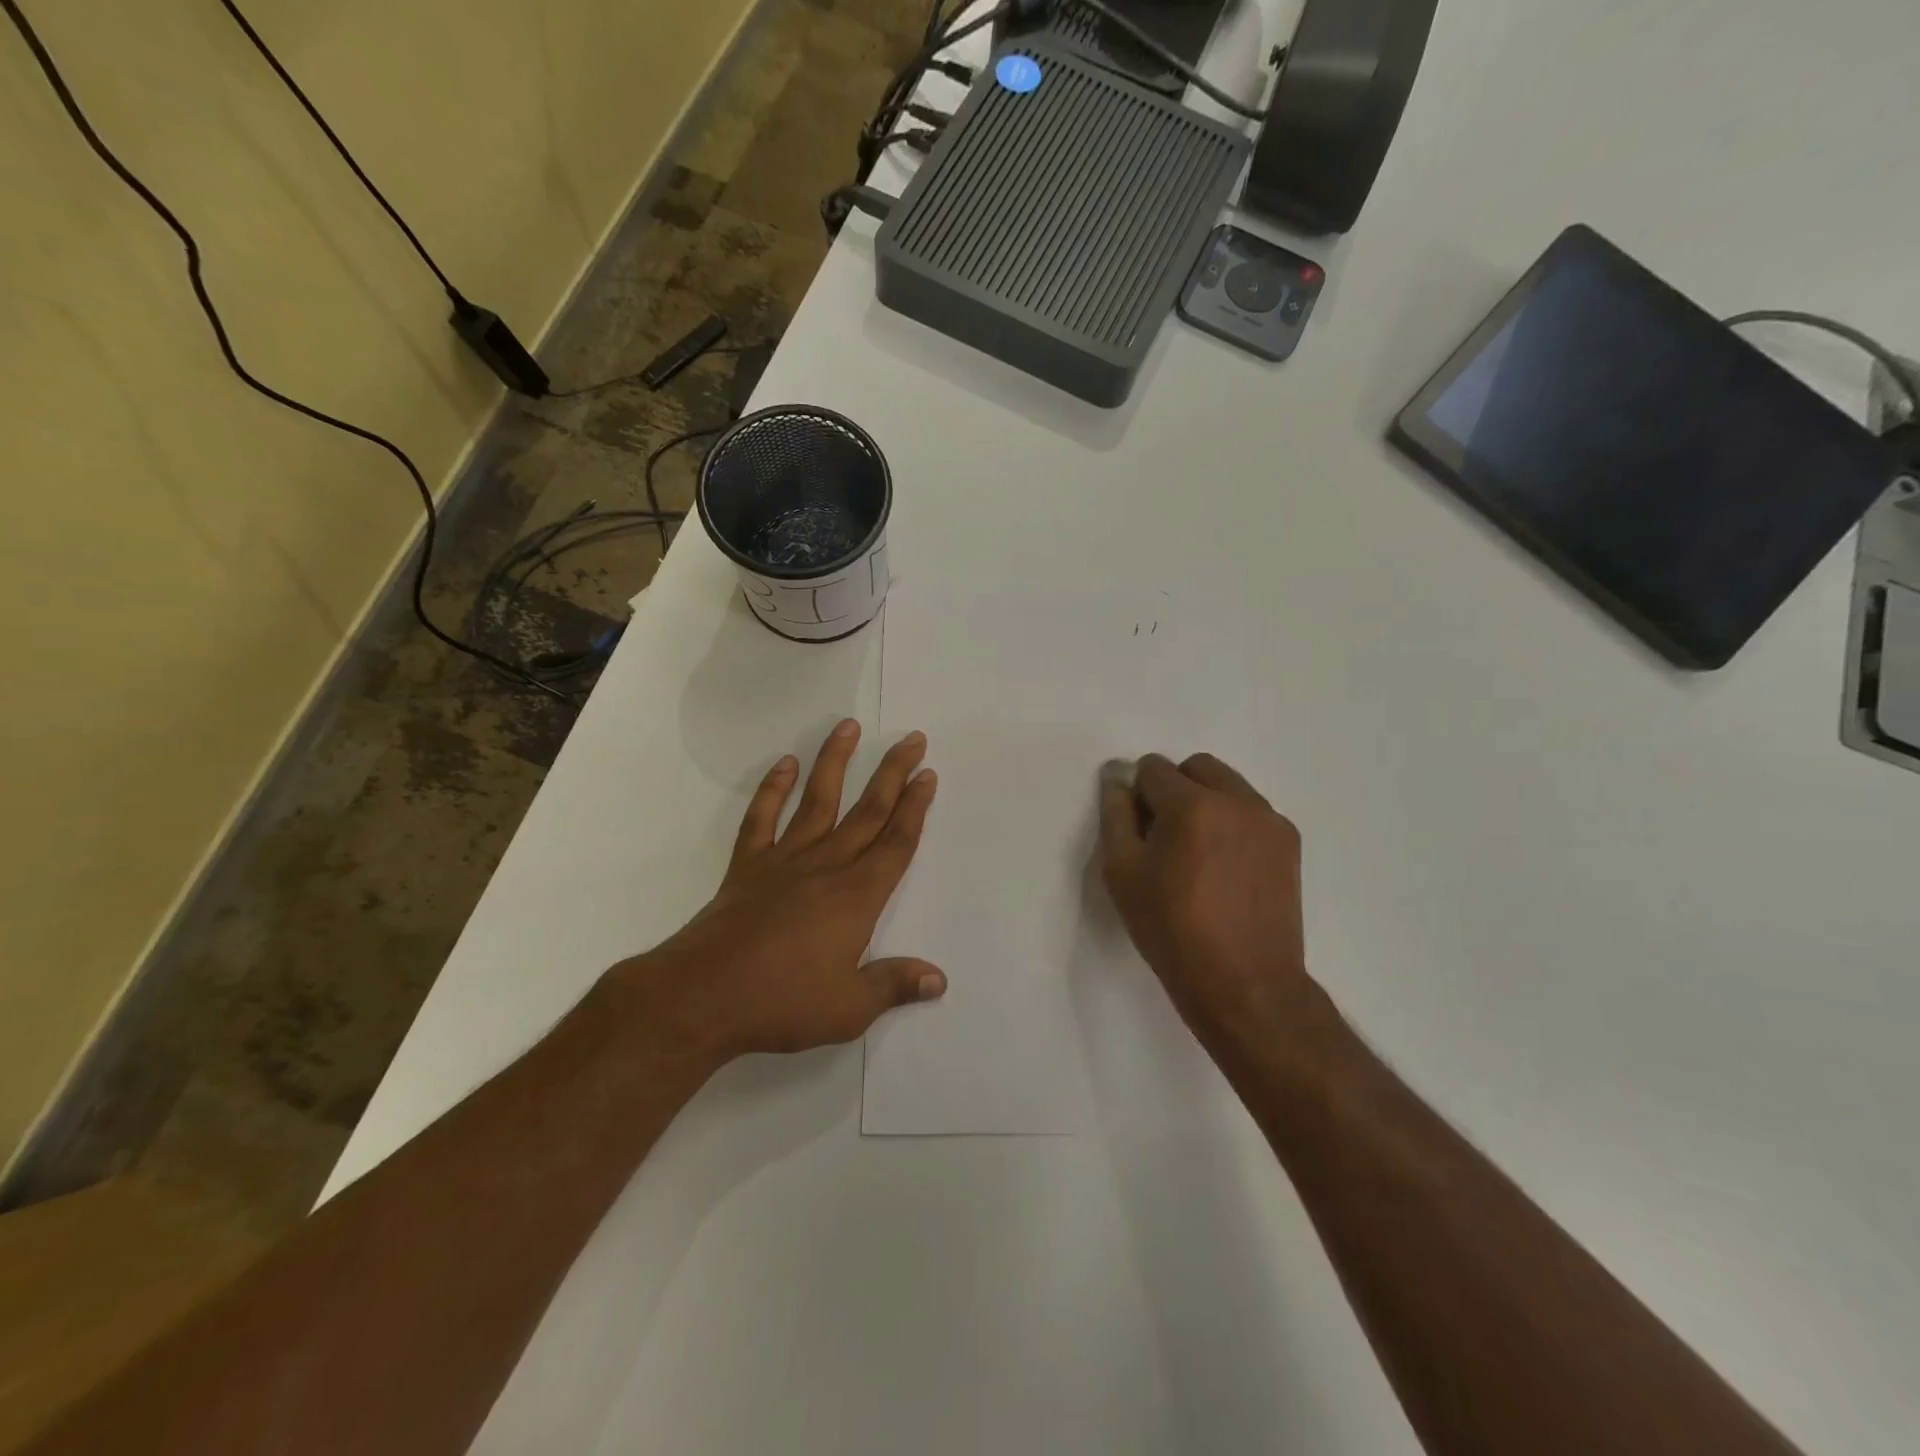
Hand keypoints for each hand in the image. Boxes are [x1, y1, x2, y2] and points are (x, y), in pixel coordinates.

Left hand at [621, 720, 944, 1066]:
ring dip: (835, 762)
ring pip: (817, 801)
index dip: (916, 808)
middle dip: (893, 773)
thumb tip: (939, 979)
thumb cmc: (782, 1002)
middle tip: (912, 739)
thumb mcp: (850, 1008)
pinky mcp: (747, 867)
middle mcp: (826, 867)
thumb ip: (895, 986)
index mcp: (857, 897)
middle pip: (867, 811)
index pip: (896, 843)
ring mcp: (783, 861)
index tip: (927, 774)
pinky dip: (772, 790)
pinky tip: (784, 765)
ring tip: (848, 726)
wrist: (702, 996)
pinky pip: (762, 819)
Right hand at [1099, 753, 1323, 1068]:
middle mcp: (1238, 800)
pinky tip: (1225, 869)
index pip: (1153, 768)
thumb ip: (1116, 816)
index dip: (1138, 795)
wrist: (1245, 984)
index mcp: (1193, 805)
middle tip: (1166, 838)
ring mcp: (1269, 820)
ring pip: (1227, 786)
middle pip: (1196, 767)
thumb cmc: (1172, 931)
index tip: (1139, 832)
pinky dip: (1232, 823)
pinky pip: (1251, 812)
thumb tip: (1118, 780)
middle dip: (1174, 789)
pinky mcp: (1289, 842)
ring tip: (1198, 856)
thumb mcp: (1123, 874)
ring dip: (1206, 803)